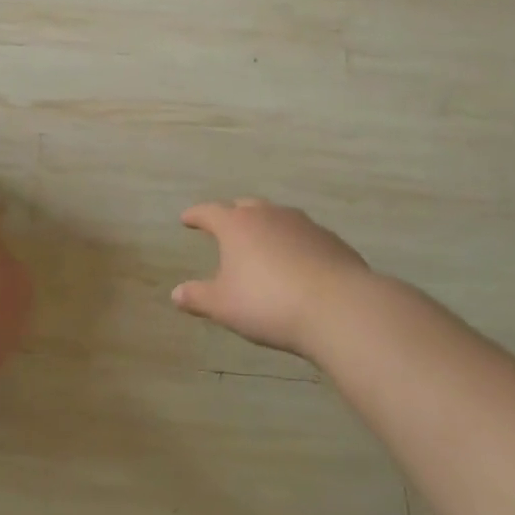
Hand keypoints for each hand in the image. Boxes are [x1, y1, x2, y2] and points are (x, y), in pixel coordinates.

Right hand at [172, 199, 373, 359]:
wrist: (339, 307)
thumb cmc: (268, 303)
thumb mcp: (223, 306)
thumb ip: (198, 297)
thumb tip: (176, 293)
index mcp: (236, 225)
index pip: (209, 212)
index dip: (196, 215)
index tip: (186, 219)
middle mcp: (269, 215)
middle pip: (245, 206)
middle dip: (232, 214)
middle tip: (225, 226)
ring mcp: (303, 224)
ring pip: (277, 217)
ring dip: (266, 227)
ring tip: (262, 244)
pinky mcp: (331, 240)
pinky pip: (304, 235)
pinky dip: (294, 243)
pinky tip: (296, 262)